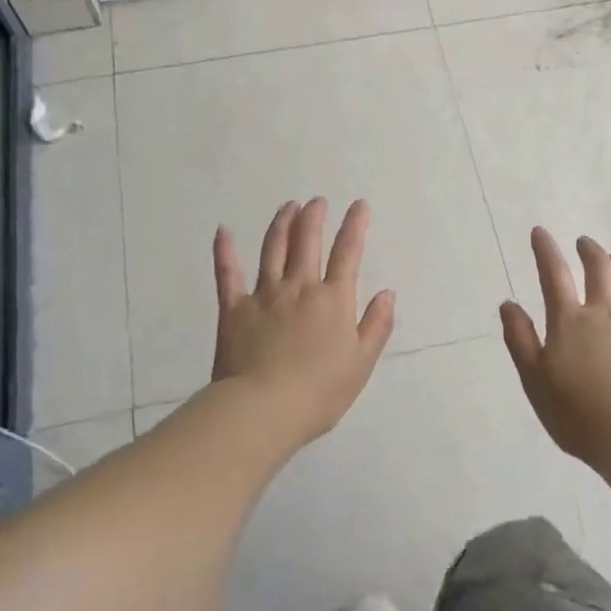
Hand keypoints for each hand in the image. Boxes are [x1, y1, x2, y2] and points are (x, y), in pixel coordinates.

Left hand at [210, 198, 395, 447]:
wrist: (262, 409)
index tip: (359, 205)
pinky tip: (223, 231)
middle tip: (317, 201)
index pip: (348, 253)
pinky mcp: (233, 308)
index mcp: (333, 300)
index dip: (355, 226)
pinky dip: (224, 251)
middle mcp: (299, 287)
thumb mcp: (361, 364)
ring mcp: (264, 295)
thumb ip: (376, 325)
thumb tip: (387, 293)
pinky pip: (227, 273)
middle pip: (307, 241)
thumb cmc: (318, 393)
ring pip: (272, 248)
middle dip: (314, 216)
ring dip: (282, 223)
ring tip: (288, 206)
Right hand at [500, 228, 610, 467]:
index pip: (554, 276)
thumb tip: (508, 304)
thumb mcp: (533, 378)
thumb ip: (519, 338)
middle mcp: (606, 314)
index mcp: (570, 321)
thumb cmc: (575, 412)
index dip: (546, 251)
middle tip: (585, 243)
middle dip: (590, 253)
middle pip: (600, 272)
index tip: (540, 231)